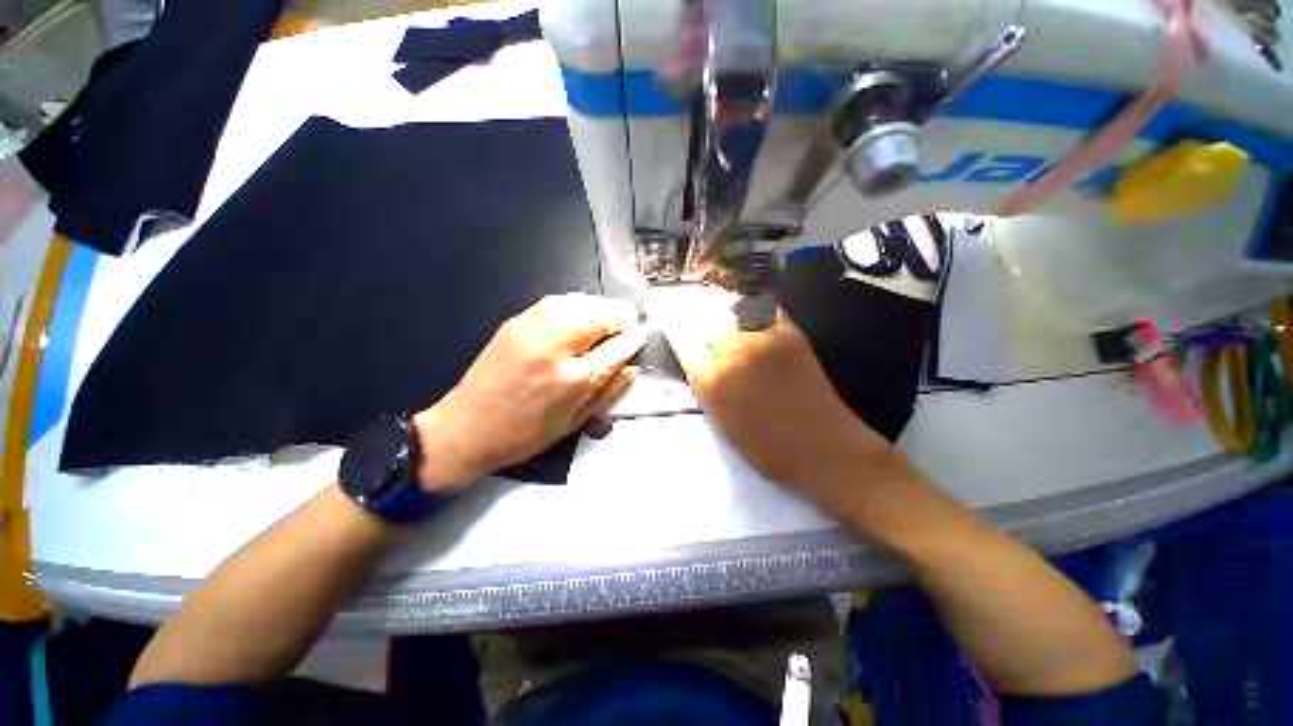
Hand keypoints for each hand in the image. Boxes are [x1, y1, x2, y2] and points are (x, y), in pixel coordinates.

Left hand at [413, 294, 646, 490]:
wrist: (466, 427)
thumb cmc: (526, 434)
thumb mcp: (575, 422)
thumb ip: (610, 390)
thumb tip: (633, 364)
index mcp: (573, 379)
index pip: (619, 344)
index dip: (635, 338)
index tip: (641, 336)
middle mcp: (556, 345)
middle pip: (604, 314)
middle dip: (621, 320)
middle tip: (624, 331)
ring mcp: (534, 327)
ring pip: (584, 301)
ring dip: (601, 310)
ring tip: (604, 324)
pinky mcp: (518, 319)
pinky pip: (559, 301)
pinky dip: (577, 306)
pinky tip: (579, 319)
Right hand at [659, 286, 895, 497]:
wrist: (824, 448)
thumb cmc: (768, 448)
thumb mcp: (723, 422)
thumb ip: (707, 386)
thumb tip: (699, 359)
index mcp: (712, 382)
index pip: (684, 344)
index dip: (677, 333)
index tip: (674, 327)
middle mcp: (733, 353)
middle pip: (706, 322)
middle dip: (699, 319)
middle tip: (697, 316)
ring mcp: (762, 339)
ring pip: (732, 310)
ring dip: (722, 308)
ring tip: (719, 306)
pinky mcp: (789, 333)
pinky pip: (764, 309)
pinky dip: (753, 308)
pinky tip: (749, 311)